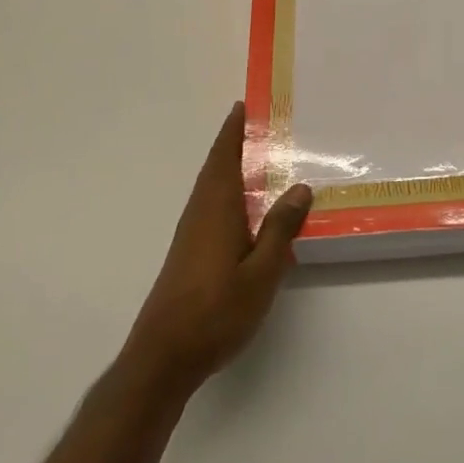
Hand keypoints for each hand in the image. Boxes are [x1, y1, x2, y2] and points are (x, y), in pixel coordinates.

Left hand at [118, 103, 313, 397]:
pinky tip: (248, 208)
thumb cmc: (215, 311)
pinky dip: (229, 191)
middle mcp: (200, 213)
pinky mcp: (189, 253)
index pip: (224, 156)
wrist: (163, 358)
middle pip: (216, 167)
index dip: (234, 130)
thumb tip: (300, 187)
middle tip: (263, 125)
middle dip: (234, 143)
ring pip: (213, 187)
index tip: (245, 104)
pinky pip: (212, 206)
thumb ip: (280, 228)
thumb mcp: (261, 272)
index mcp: (217, 208)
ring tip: (262, 158)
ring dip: (231, 167)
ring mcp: (192, 234)